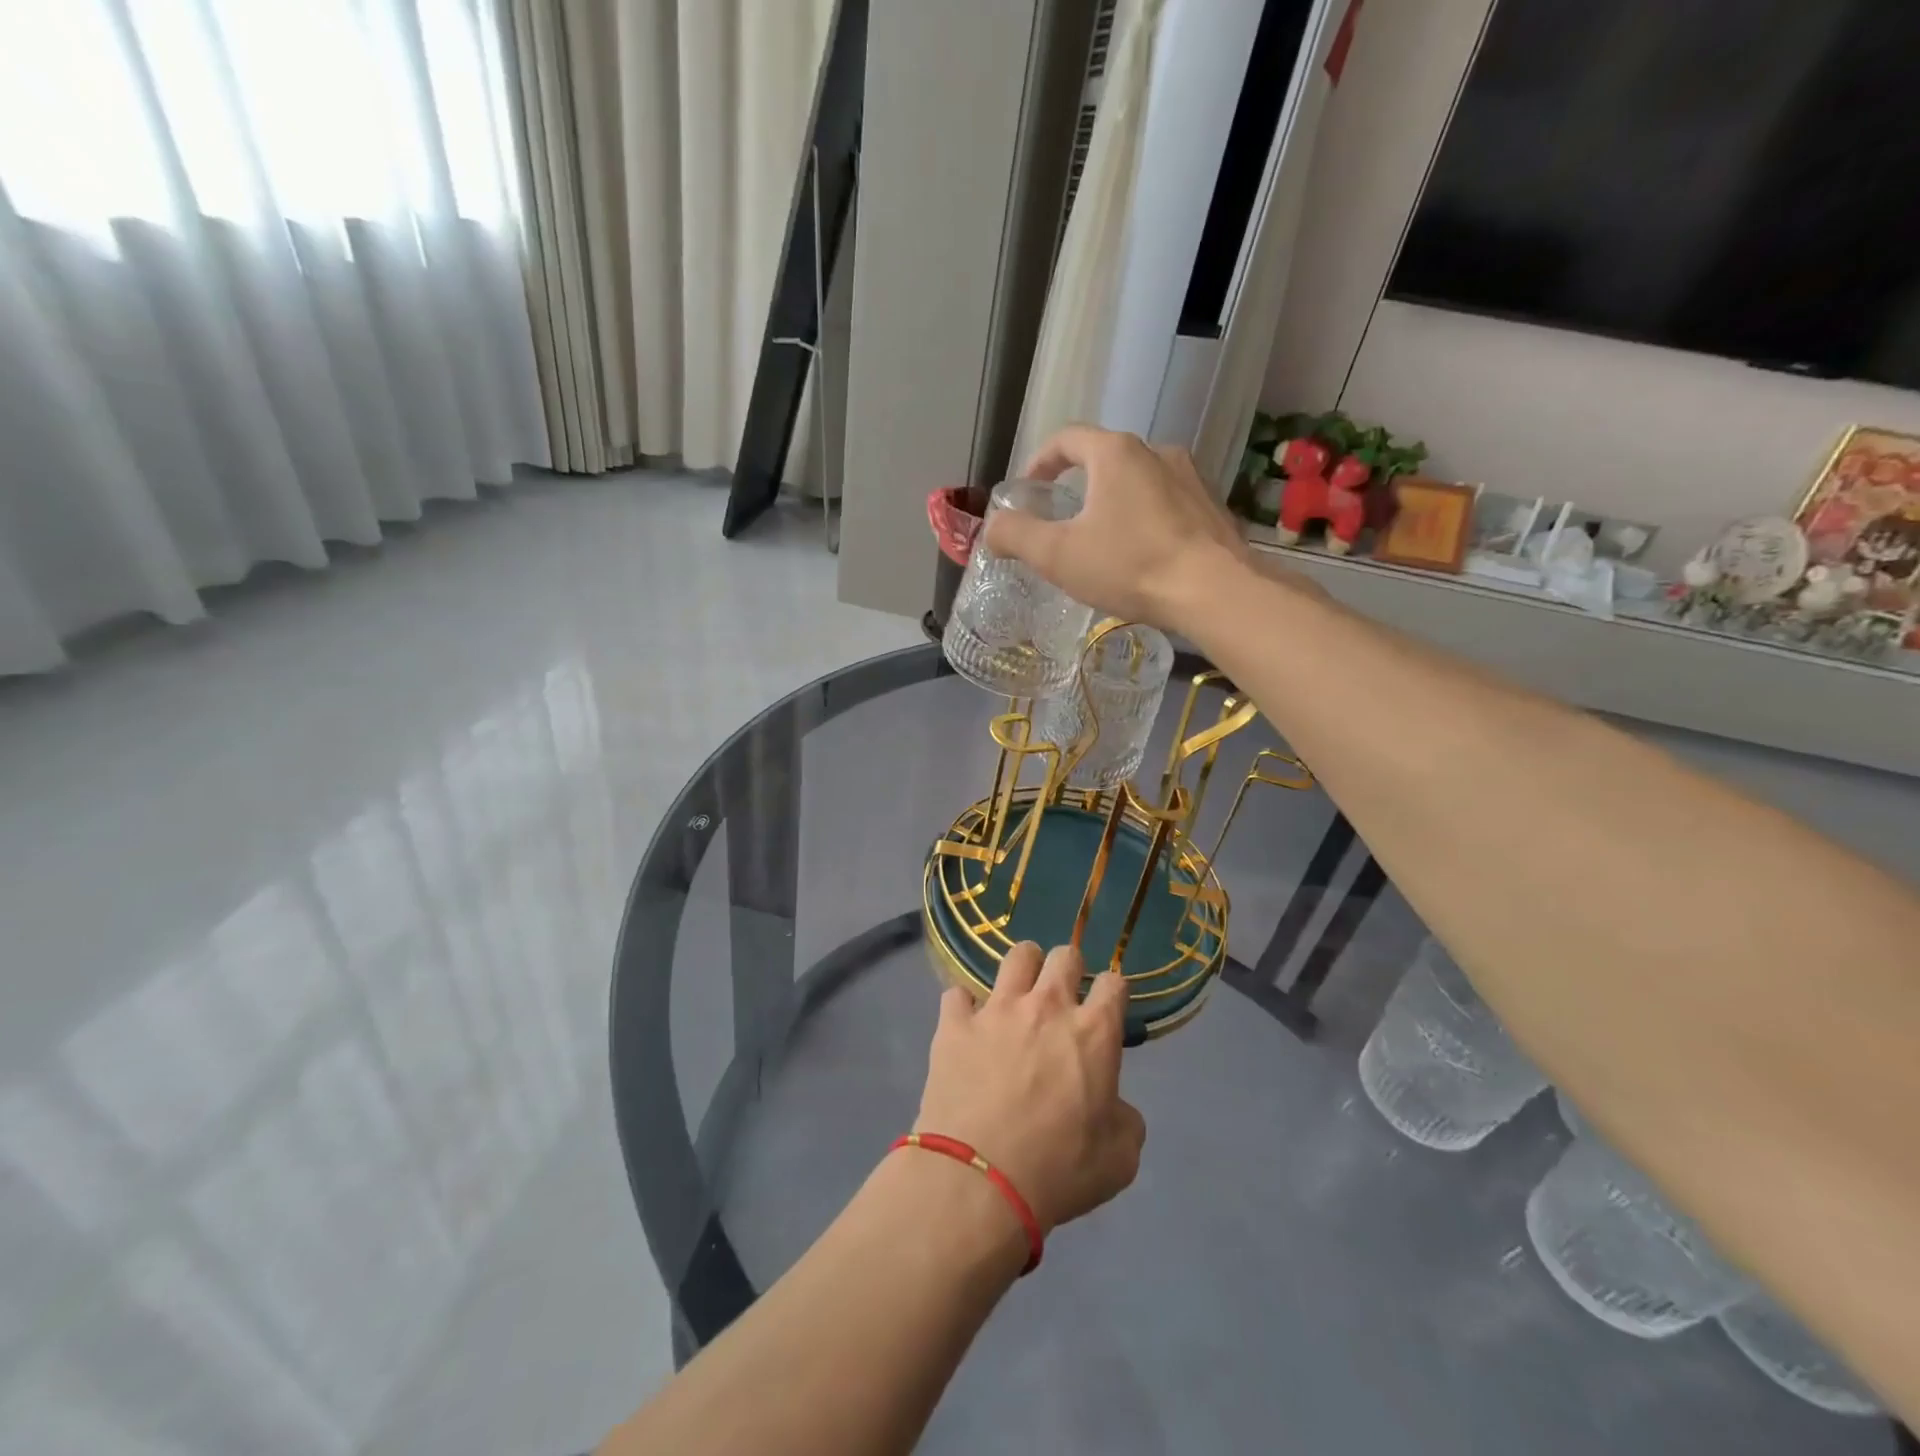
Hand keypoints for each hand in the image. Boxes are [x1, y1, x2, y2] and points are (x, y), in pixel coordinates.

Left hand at [915, 943, 1145, 1235]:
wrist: (979, 1181)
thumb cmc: (1058, 1172)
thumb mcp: (1119, 1160)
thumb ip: (1125, 1120)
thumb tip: (1114, 1106)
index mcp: (1093, 1032)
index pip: (1113, 983)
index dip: (1112, 992)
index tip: (1106, 1008)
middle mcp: (1047, 1006)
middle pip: (1065, 955)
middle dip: (1069, 968)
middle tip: (1062, 996)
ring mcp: (997, 1009)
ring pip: (1016, 957)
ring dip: (1023, 968)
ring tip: (1019, 992)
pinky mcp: (955, 1023)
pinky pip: (957, 994)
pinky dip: (964, 1008)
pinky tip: (966, 1026)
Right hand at [984, 425, 1254, 633]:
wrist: (1214, 591)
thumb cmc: (1130, 565)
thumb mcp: (1058, 555)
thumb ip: (1017, 536)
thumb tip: (992, 529)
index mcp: (1115, 453)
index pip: (1066, 438)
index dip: (1040, 461)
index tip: (1028, 490)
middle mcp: (1156, 451)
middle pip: (1104, 457)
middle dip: (1077, 484)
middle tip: (1061, 519)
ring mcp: (1190, 476)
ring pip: (1138, 480)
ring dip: (1113, 501)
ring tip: (1102, 539)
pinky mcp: (1211, 505)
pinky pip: (1166, 502)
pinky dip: (1144, 517)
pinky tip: (1141, 553)